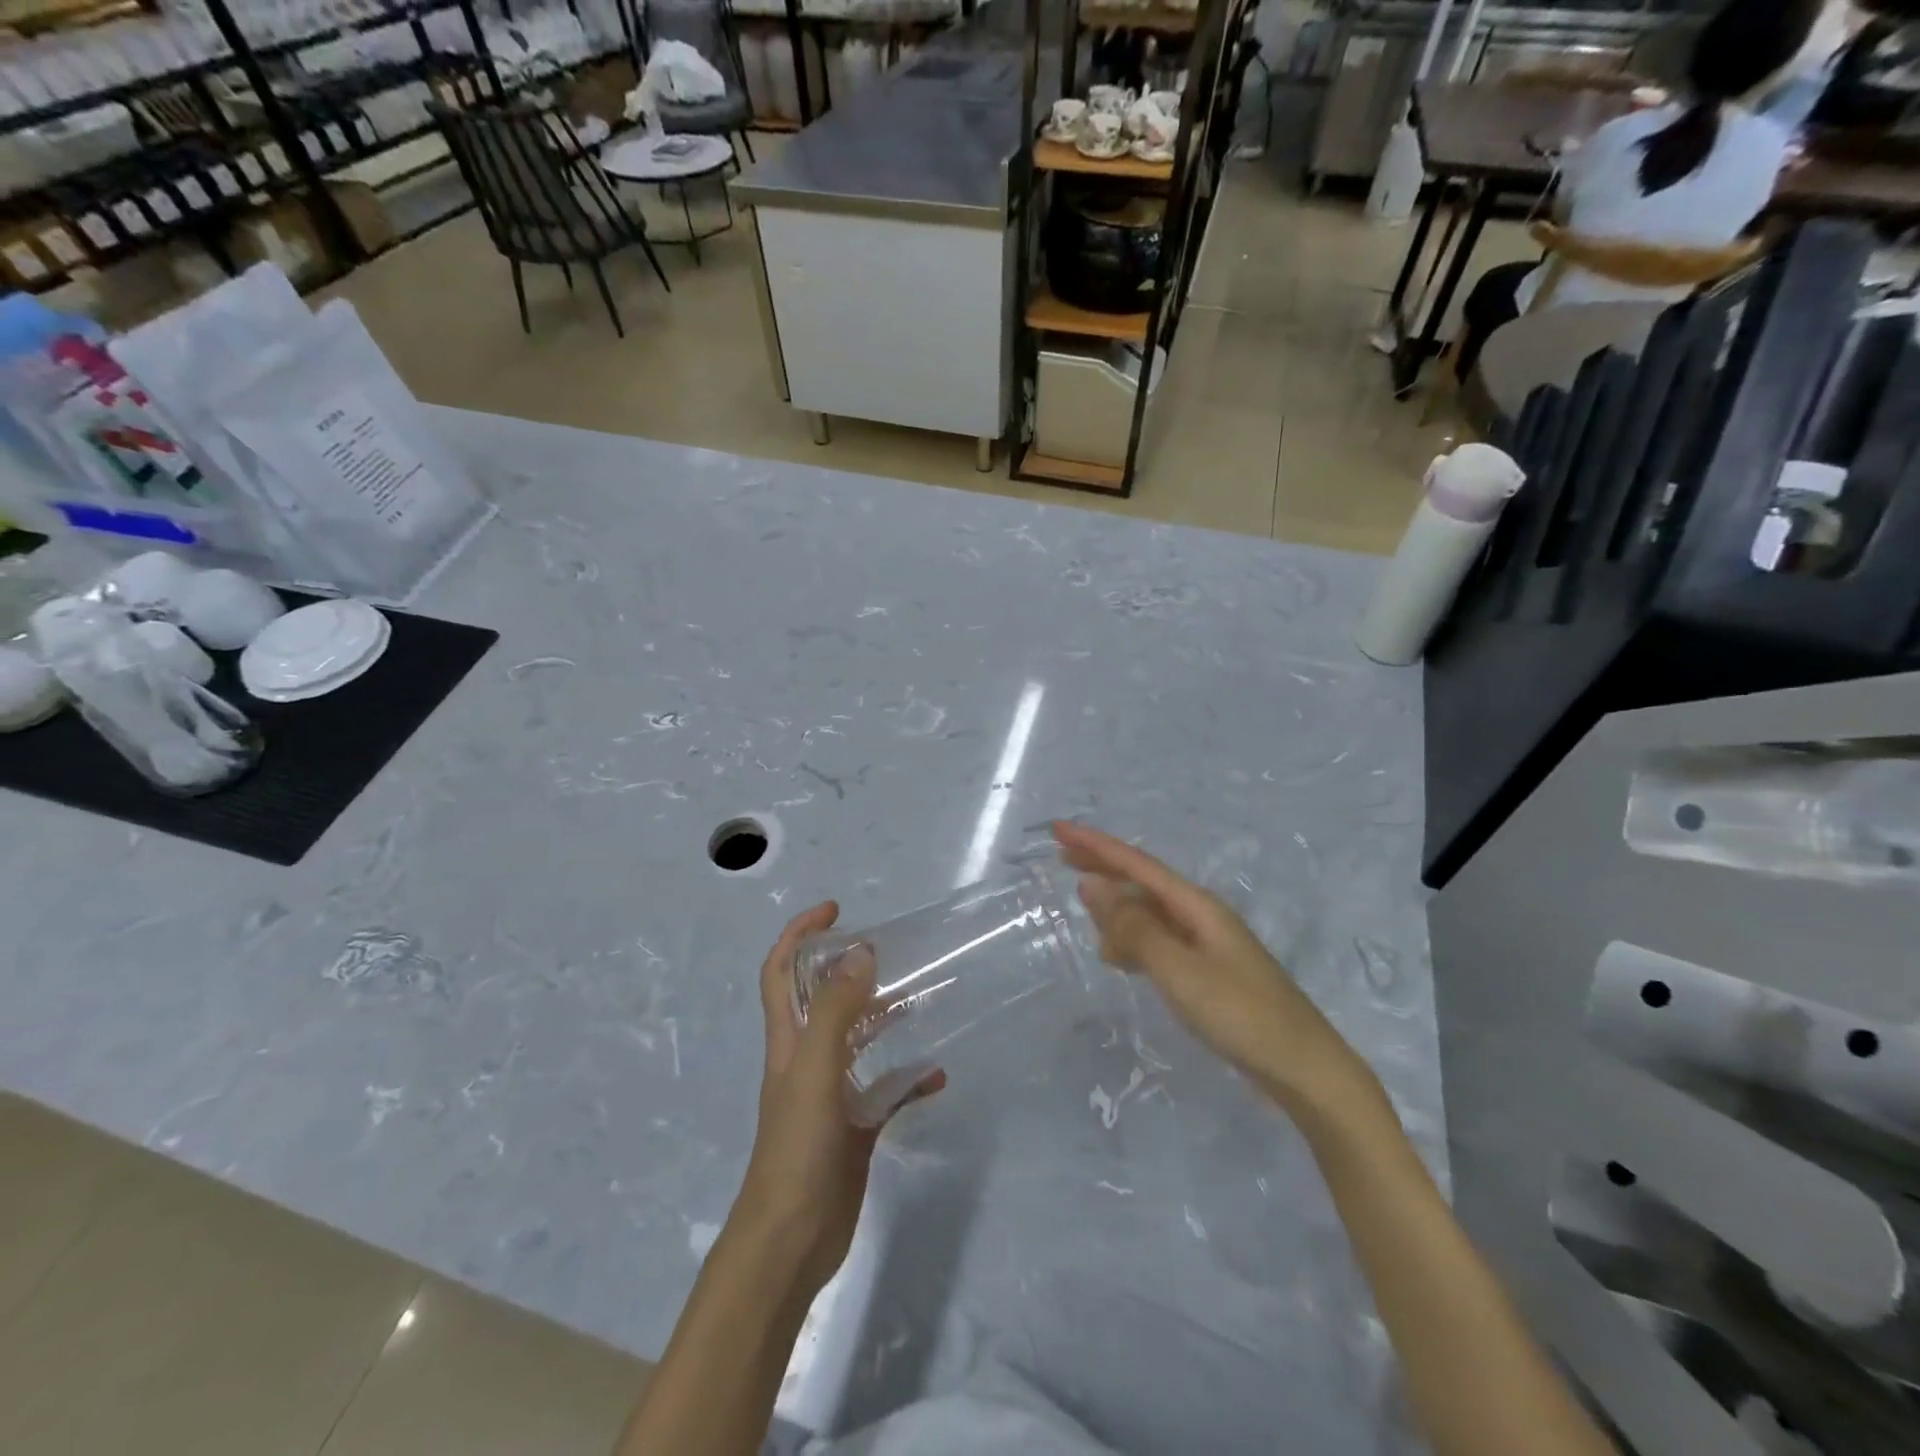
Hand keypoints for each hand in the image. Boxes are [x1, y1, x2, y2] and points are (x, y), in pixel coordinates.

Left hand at [735, 903, 943, 1298]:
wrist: (791, 1242)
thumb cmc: (797, 1150)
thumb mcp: (816, 1072)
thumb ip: (837, 1011)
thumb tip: (861, 951)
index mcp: (788, 1041)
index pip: (781, 972)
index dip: (799, 935)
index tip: (834, 910)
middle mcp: (806, 1060)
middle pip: (821, 1000)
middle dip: (847, 969)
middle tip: (888, 952)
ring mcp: (831, 1094)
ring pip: (857, 1041)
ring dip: (881, 1017)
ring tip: (918, 1000)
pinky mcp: (853, 1127)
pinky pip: (885, 1091)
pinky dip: (908, 1079)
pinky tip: (937, 1077)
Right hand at [1053, 821, 1372, 1112]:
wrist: (1302, 1069)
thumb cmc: (1240, 1014)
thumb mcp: (1179, 970)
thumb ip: (1134, 929)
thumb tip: (1092, 886)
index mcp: (1196, 906)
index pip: (1136, 864)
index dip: (1095, 845)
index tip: (1059, 829)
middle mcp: (1199, 916)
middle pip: (1142, 881)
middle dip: (1102, 867)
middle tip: (1061, 857)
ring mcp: (1204, 945)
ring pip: (1147, 915)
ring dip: (1115, 913)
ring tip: (1088, 924)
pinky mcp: (1205, 973)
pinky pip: (1156, 944)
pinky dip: (1132, 944)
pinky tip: (1119, 959)